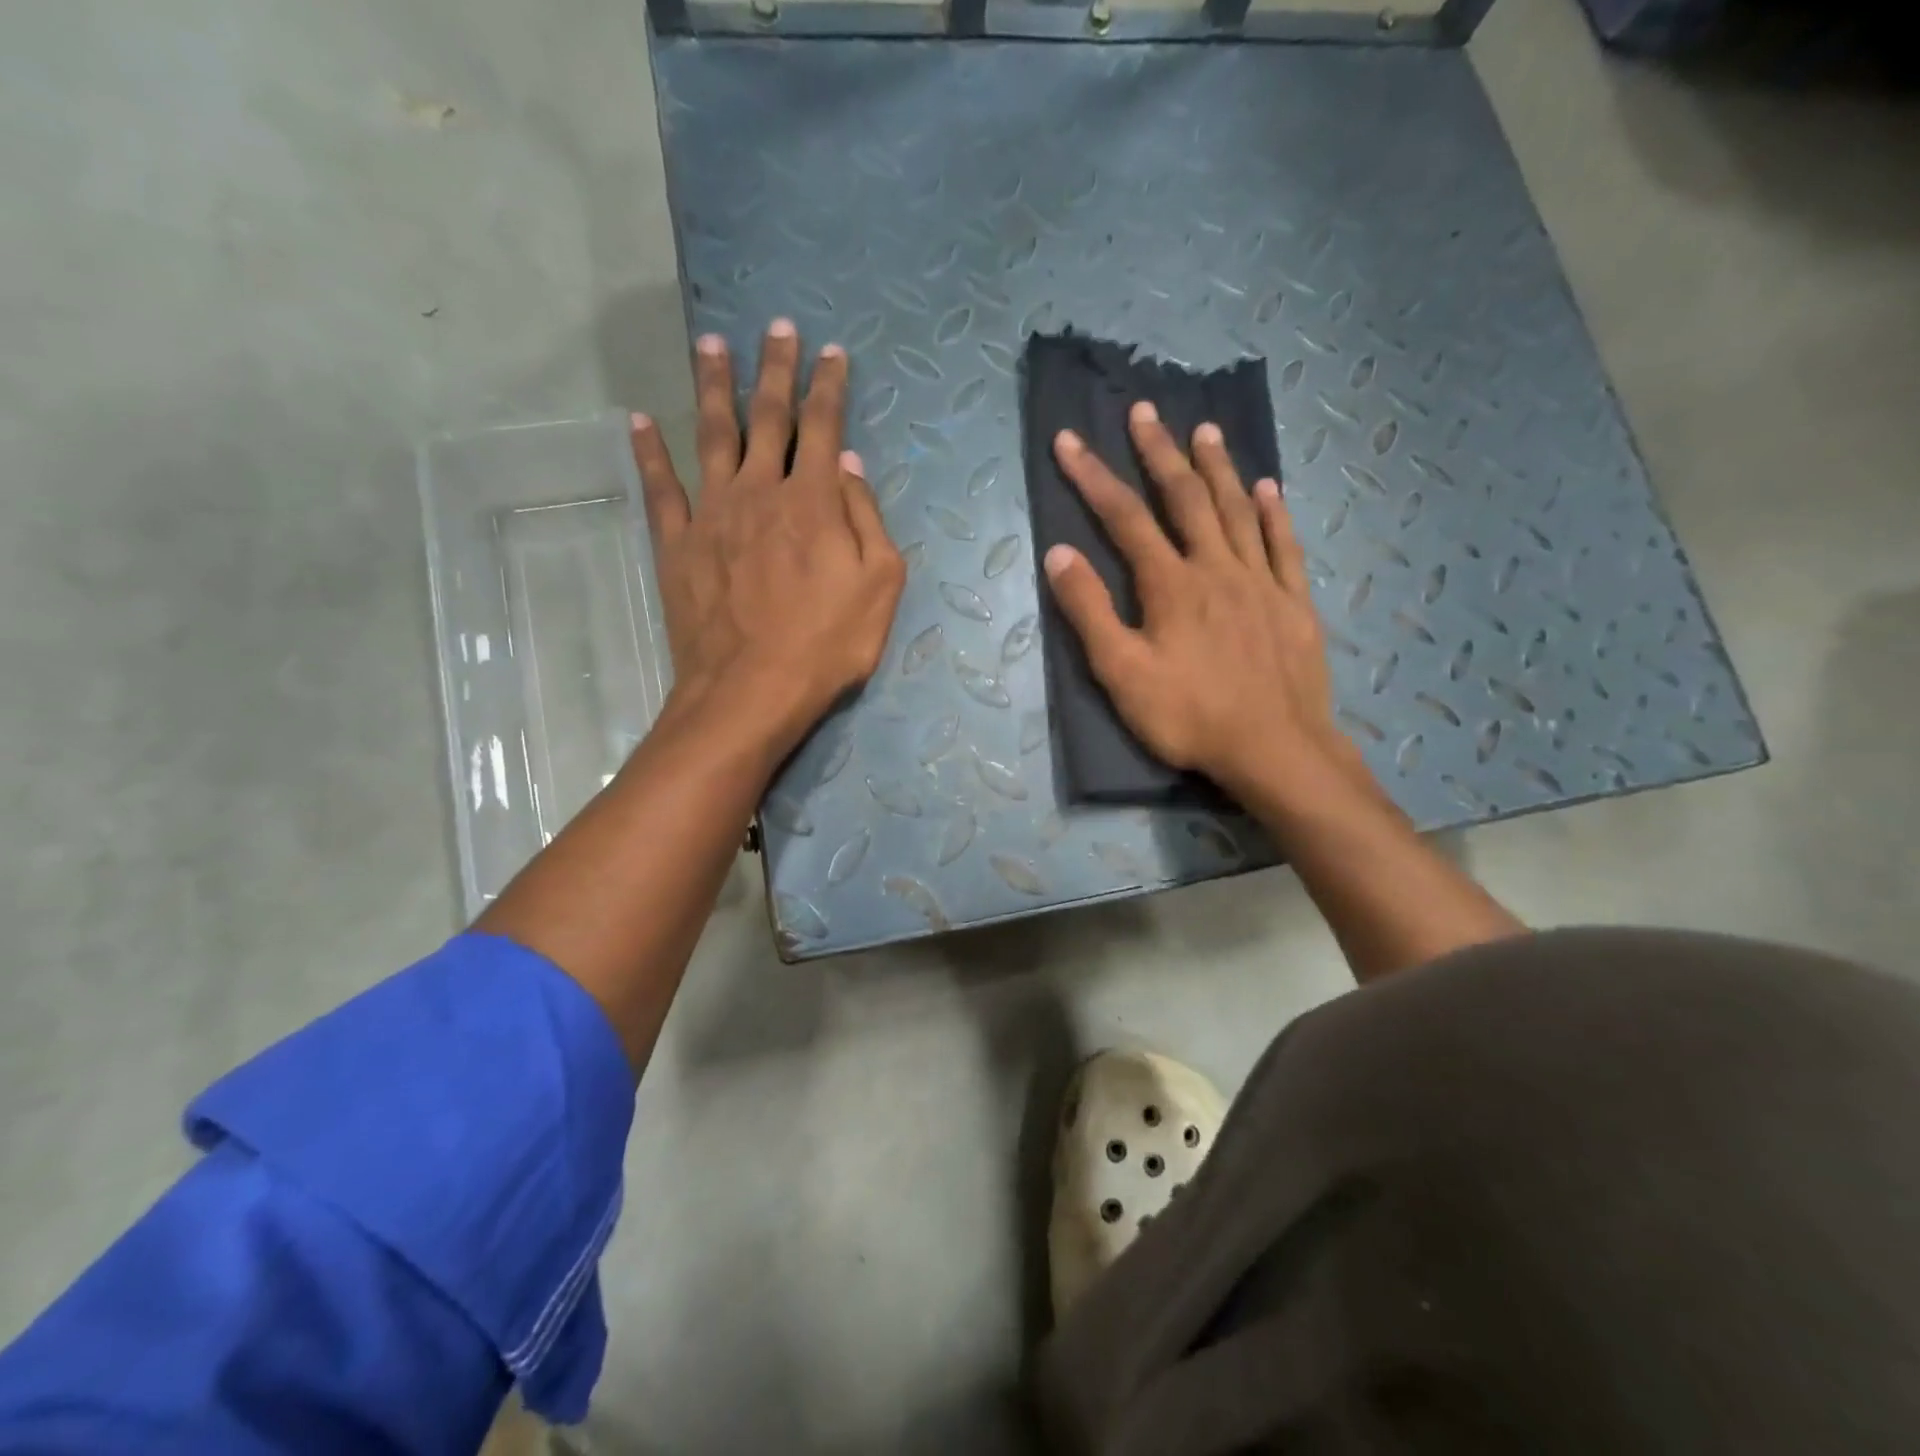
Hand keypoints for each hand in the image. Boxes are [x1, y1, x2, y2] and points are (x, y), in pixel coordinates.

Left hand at [630, 319, 905, 760]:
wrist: (751, 690)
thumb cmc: (827, 644)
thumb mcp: (879, 586)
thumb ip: (867, 519)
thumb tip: (848, 464)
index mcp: (813, 500)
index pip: (824, 427)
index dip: (830, 386)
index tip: (833, 351)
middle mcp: (760, 491)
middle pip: (768, 417)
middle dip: (777, 369)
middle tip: (778, 327)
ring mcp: (712, 514)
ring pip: (712, 434)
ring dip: (713, 386)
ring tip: (712, 343)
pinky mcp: (677, 544)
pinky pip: (660, 487)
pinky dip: (649, 451)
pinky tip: (639, 420)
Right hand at [1042, 401, 1373, 808]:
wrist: (1275, 749)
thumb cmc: (1189, 717)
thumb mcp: (1122, 673)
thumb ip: (1090, 612)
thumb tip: (1059, 554)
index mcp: (1171, 584)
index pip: (1124, 517)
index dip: (1092, 477)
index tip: (1069, 440)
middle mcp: (1217, 567)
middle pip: (1185, 498)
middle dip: (1160, 452)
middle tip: (1145, 411)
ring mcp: (1261, 582)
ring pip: (1237, 510)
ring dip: (1218, 467)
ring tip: (1205, 429)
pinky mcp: (1294, 603)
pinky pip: (1283, 545)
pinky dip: (1273, 513)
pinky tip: (1268, 489)